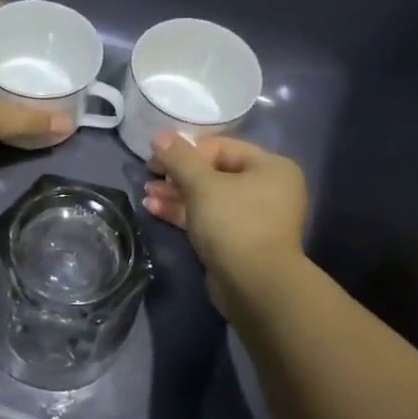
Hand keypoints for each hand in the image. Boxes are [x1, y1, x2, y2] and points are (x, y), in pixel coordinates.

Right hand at [141, 132, 308, 319]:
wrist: (255, 284)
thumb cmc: (234, 223)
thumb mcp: (202, 185)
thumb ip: (179, 157)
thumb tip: (159, 134)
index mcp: (270, 167)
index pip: (221, 147)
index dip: (186, 150)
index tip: (156, 158)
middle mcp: (267, 188)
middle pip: (214, 172)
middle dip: (177, 174)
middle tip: (149, 176)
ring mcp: (253, 216)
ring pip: (208, 197)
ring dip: (176, 194)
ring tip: (147, 195)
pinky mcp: (238, 240)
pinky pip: (208, 218)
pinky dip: (183, 212)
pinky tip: (154, 209)